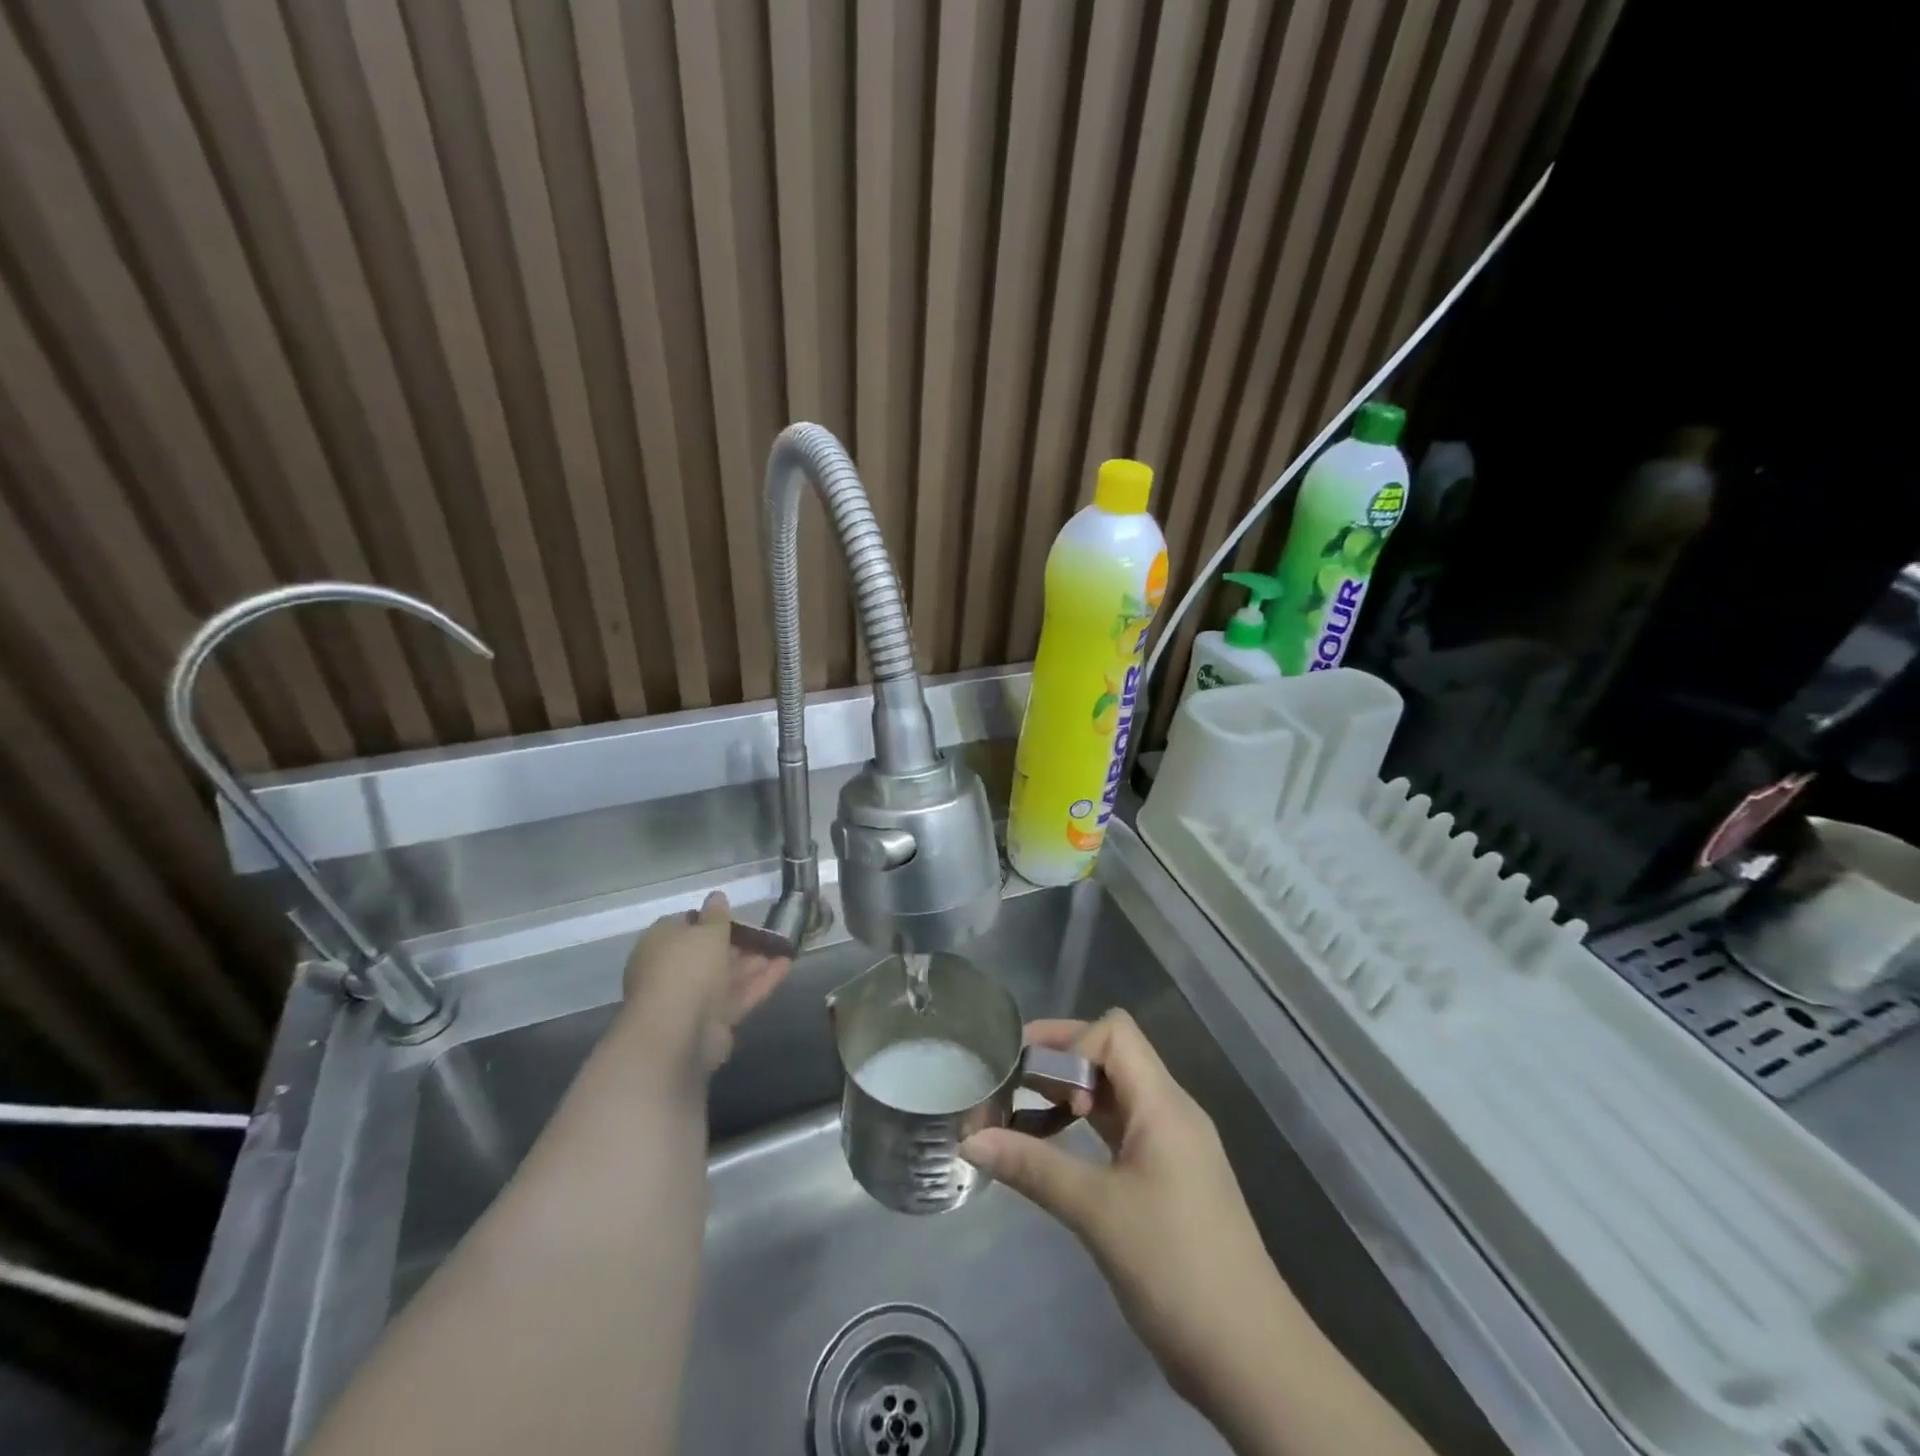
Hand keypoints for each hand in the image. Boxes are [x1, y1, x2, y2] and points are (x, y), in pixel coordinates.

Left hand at [619, 892, 789, 1081]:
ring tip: (784, 946)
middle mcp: (673, 970)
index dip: (711, 918)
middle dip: (739, 942)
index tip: (736, 915)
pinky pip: (739, 995)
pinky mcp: (712, 1022)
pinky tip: (787, 965)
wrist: (678, 1033)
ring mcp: (692, 998)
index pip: (685, 924)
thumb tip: (717, 896)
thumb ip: (716, 915)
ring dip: (755, 961)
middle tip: (767, 933)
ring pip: (727, 975)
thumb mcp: (707, 932)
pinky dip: (761, 981)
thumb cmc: (687, 969)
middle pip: (709, 953)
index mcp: (661, 944)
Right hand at [960, 1011, 1284, 1407]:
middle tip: (1010, 1081)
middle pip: (1113, 1056)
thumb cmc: (1174, 1267)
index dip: (1072, 1044)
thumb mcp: (1096, 1212)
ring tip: (1022, 1115)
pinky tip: (1056, 1154)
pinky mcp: (1169, 1177)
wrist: (1249, 1358)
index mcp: (1163, 1103)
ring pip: (1116, 1094)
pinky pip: (1122, 1129)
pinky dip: (1086, 1129)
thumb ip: (1032, 1167)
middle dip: (1060, 1061)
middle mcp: (1171, 1111)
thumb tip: (969, 1139)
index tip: (1040, 1088)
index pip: (1115, 1032)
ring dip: (1070, 1096)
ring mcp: (1173, 1145)